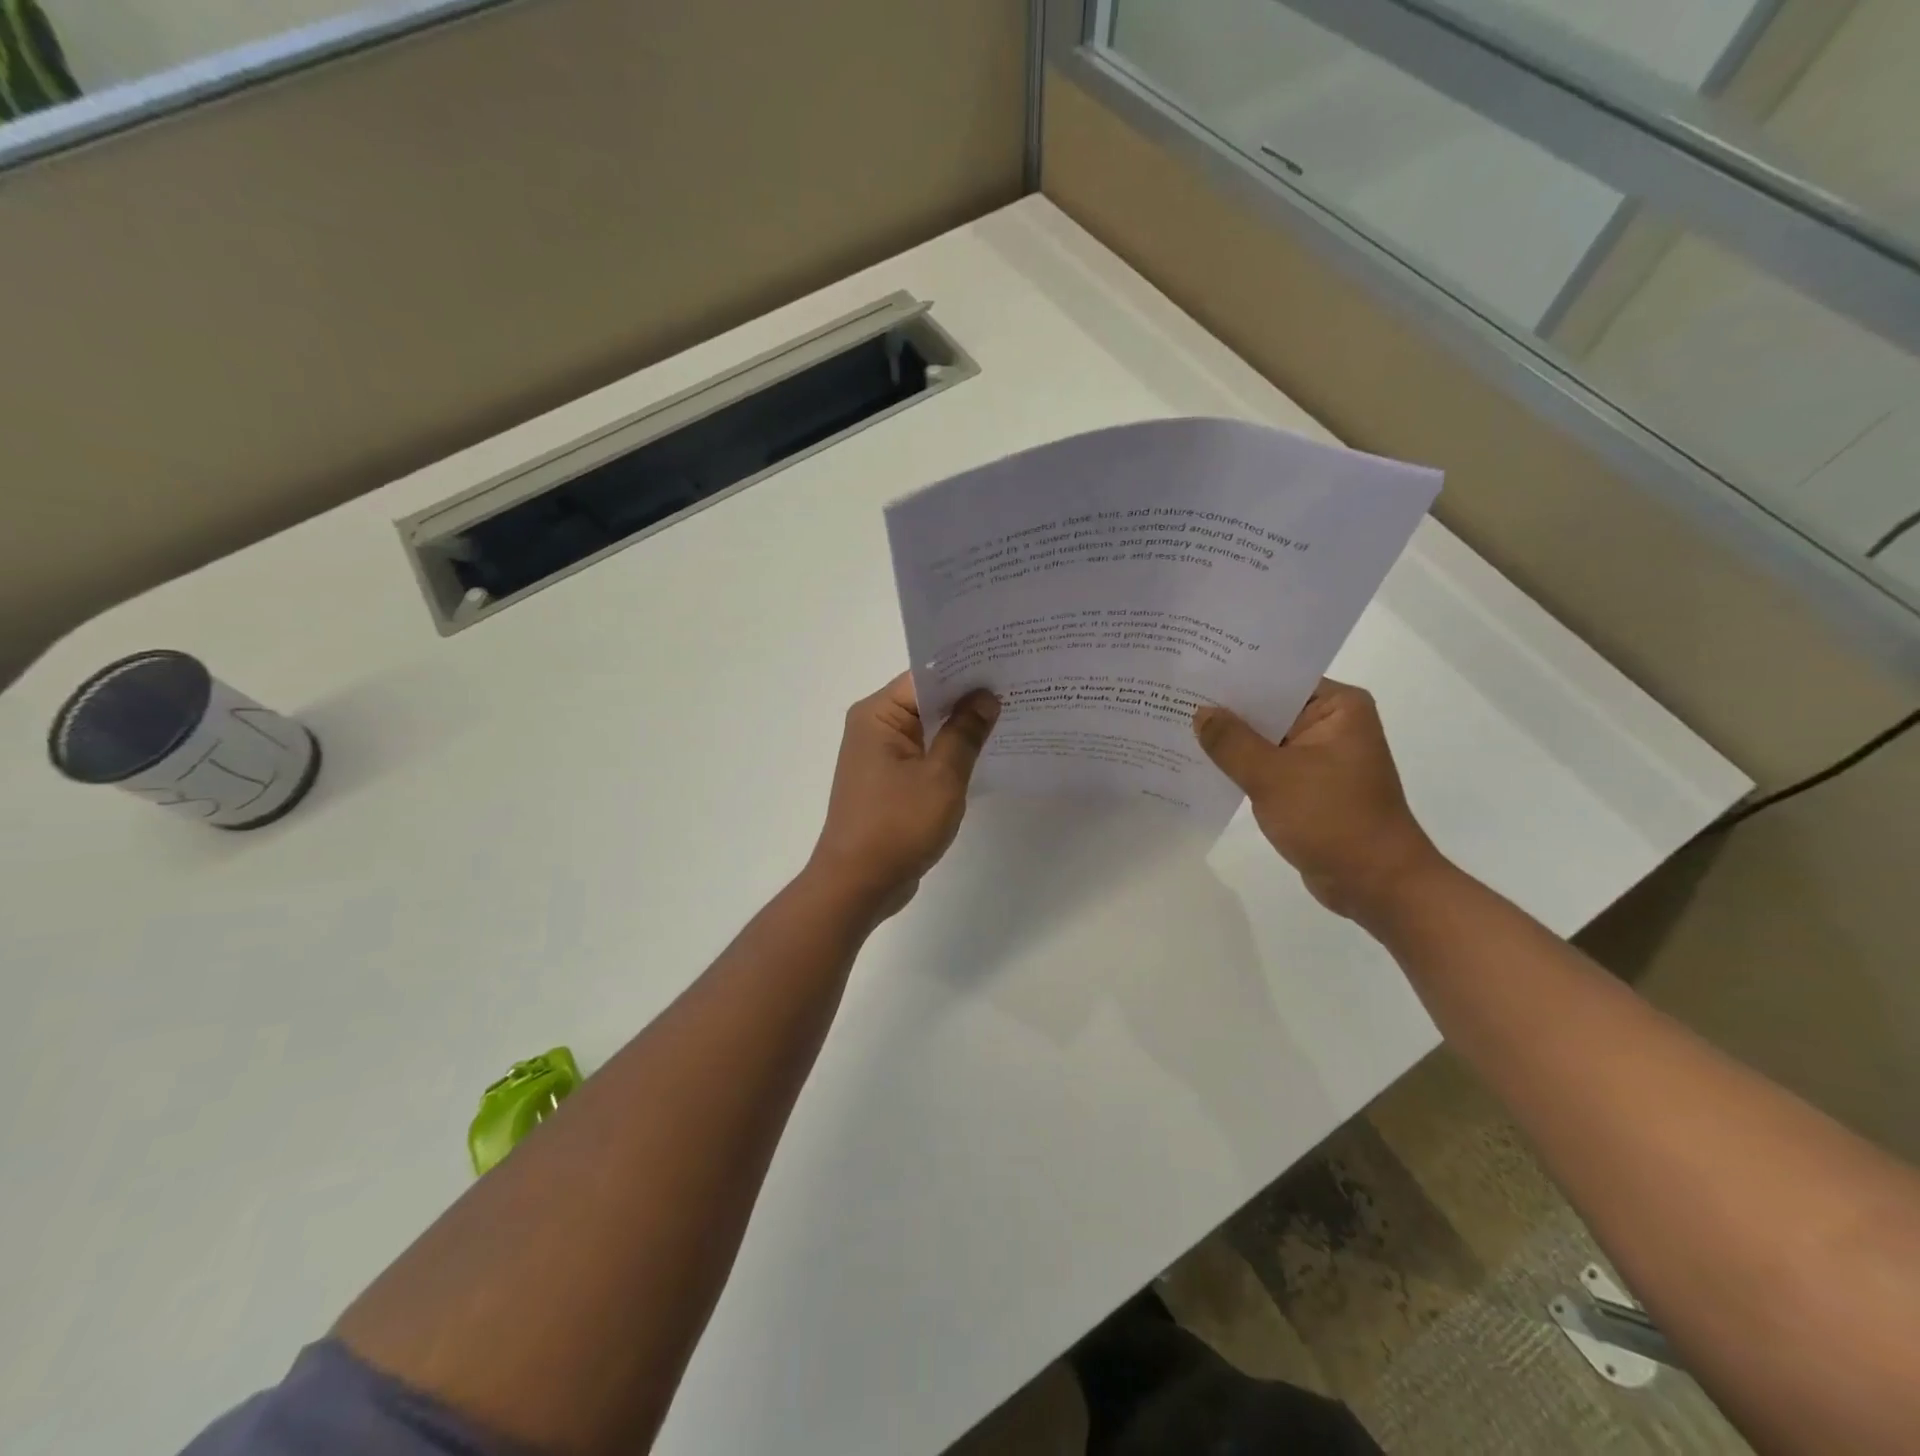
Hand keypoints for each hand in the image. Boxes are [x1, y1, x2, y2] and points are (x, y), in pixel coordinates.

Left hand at [808, 674, 999, 917]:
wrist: (857, 885)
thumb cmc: (896, 826)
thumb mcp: (941, 777)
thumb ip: (966, 733)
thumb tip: (986, 697)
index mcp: (877, 715)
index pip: (925, 677)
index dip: (965, 671)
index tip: (1005, 663)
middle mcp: (874, 727)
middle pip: (926, 700)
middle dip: (968, 697)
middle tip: (1017, 686)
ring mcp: (880, 756)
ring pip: (928, 729)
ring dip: (961, 727)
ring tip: (1011, 714)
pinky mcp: (889, 781)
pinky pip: (924, 755)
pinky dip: (950, 753)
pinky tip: (986, 753)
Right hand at [1194, 679, 1443, 921]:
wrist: (1376, 884)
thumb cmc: (1332, 820)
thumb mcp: (1273, 776)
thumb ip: (1231, 741)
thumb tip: (1200, 712)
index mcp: (1338, 707)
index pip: (1278, 677)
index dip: (1233, 674)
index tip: (1190, 671)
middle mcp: (1332, 723)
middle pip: (1269, 706)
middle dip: (1226, 708)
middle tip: (1173, 696)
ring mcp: (1320, 755)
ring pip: (1265, 737)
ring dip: (1230, 739)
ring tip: (1177, 725)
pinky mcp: (1308, 784)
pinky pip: (1267, 764)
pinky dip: (1241, 765)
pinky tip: (1201, 763)